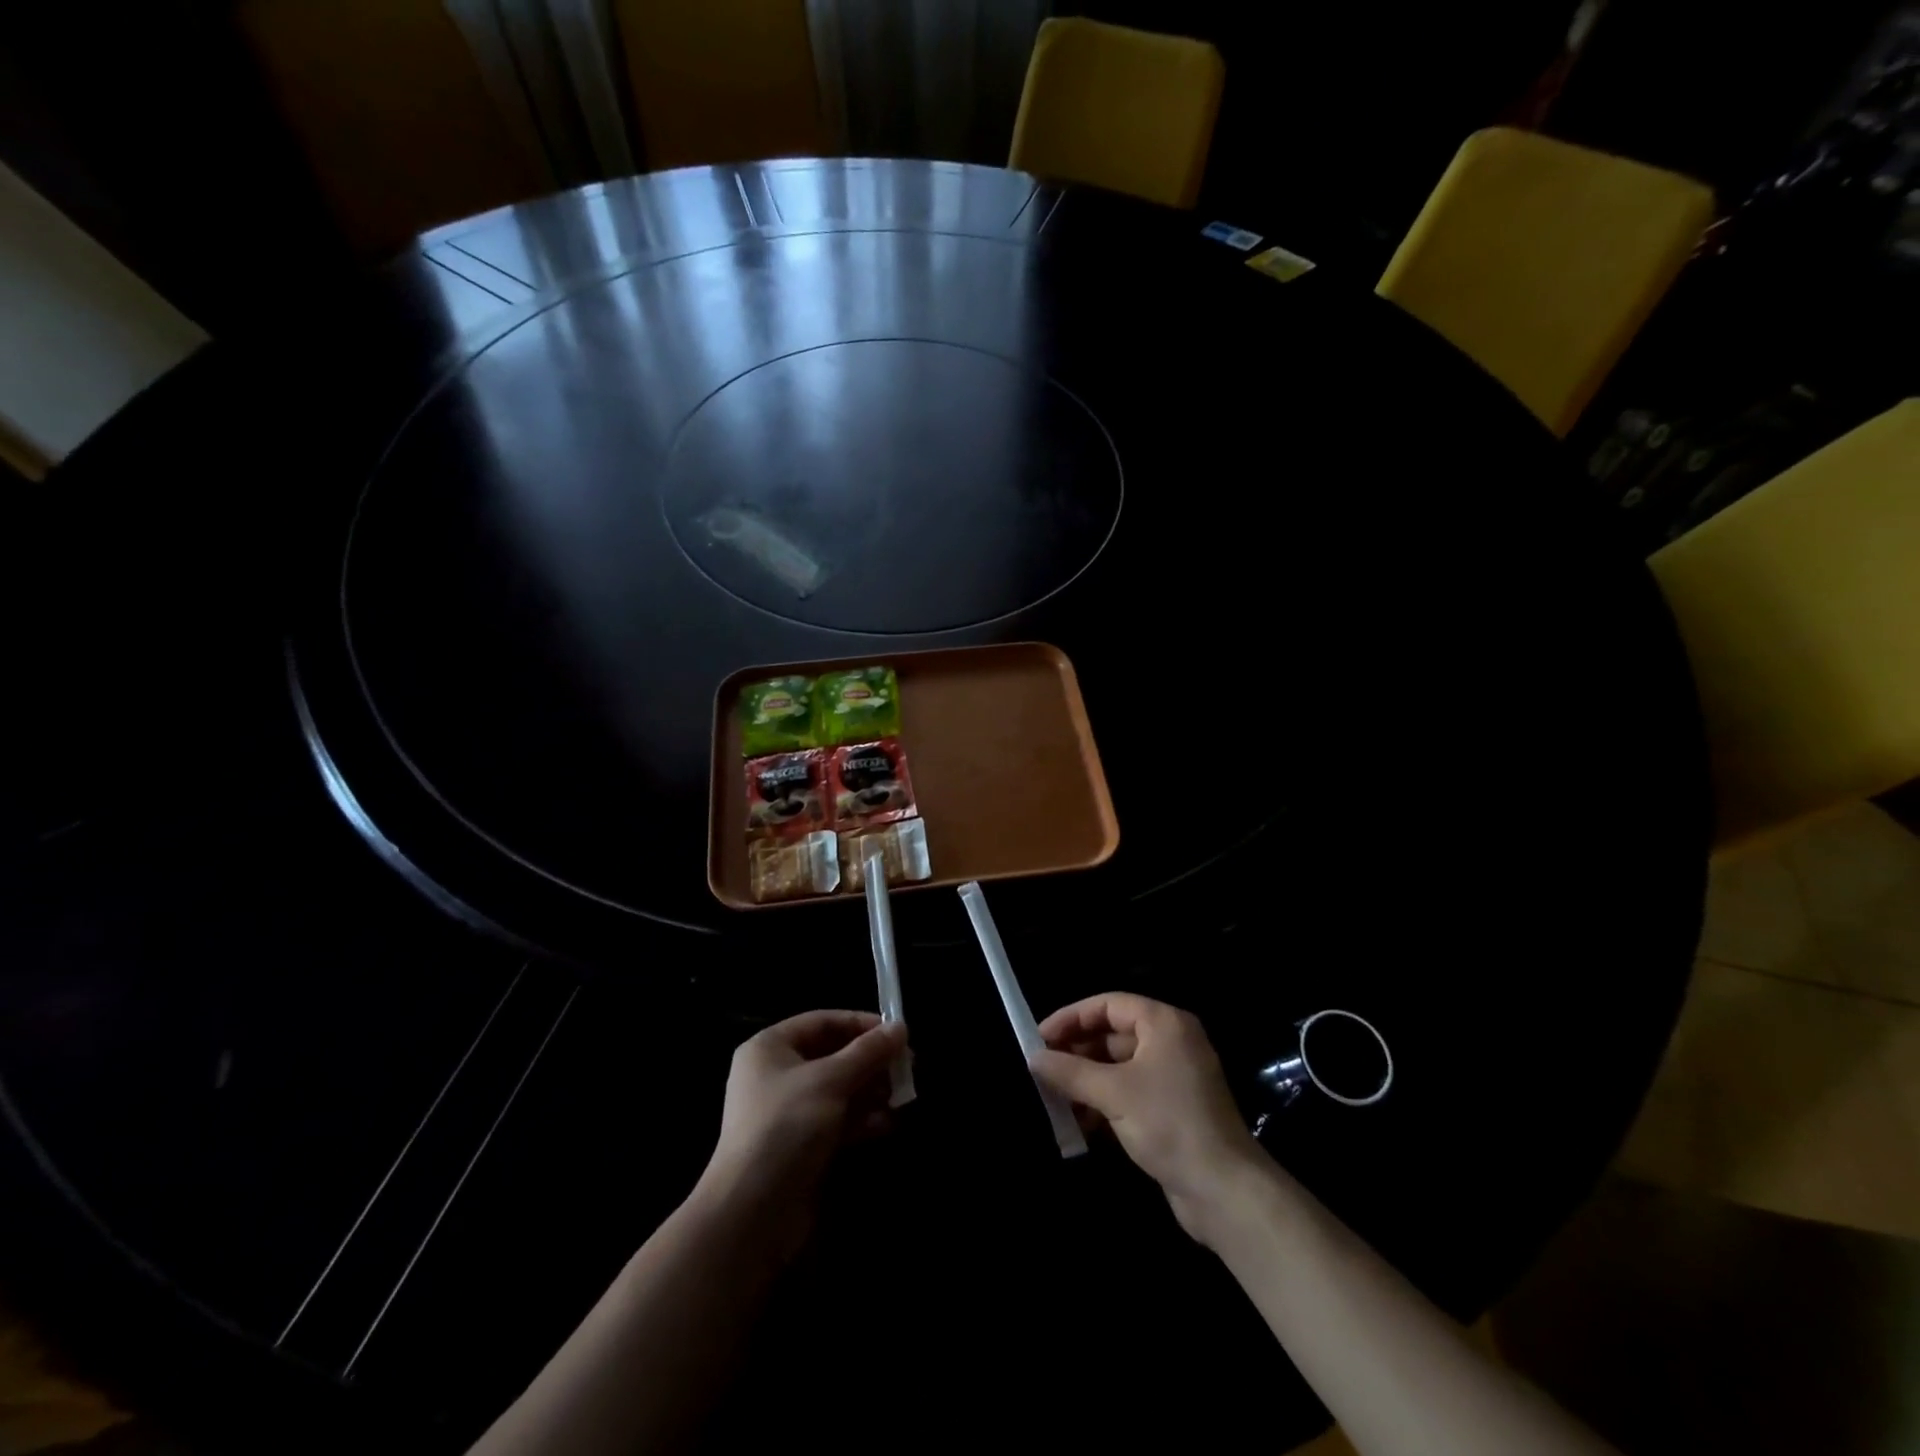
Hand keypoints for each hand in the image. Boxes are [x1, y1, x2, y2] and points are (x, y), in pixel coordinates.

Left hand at [698, 1010, 906, 1250]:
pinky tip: (888, 1123)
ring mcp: (789, 1112)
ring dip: (871, 1091)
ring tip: (904, 1095)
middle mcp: (777, 1075)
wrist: (752, 1213)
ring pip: (839, 1090)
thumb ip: (868, 1052)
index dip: (860, 1024)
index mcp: (770, 1048)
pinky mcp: (801, 1145)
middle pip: (833, 1056)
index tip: (897, 1032)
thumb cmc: (787, 1126)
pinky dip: (862, 1119)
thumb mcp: (831, 1080)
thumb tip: (900, 1027)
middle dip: (871, 1061)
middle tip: (908, 1066)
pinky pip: (837, 1121)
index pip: (822, 1021)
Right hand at [1031, 993, 1262, 1242]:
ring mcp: (1173, 1076)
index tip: (1040, 1037)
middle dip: (1077, 1051)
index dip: (1072, 1017)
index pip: (1109, 1005)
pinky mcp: (1172, 1109)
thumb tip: (1033, 1057)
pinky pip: (1129, 1091)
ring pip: (1119, 1066)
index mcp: (1164, 1023)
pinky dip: (1104, 1100)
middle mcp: (1171, 1042)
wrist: (1224, 1191)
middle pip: (1113, 1034)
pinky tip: (1078, 1121)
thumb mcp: (1113, 1093)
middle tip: (1042, 1067)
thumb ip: (1070, 1071)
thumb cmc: (1168, 1124)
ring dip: (1086, 1079)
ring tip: (1053, 1095)